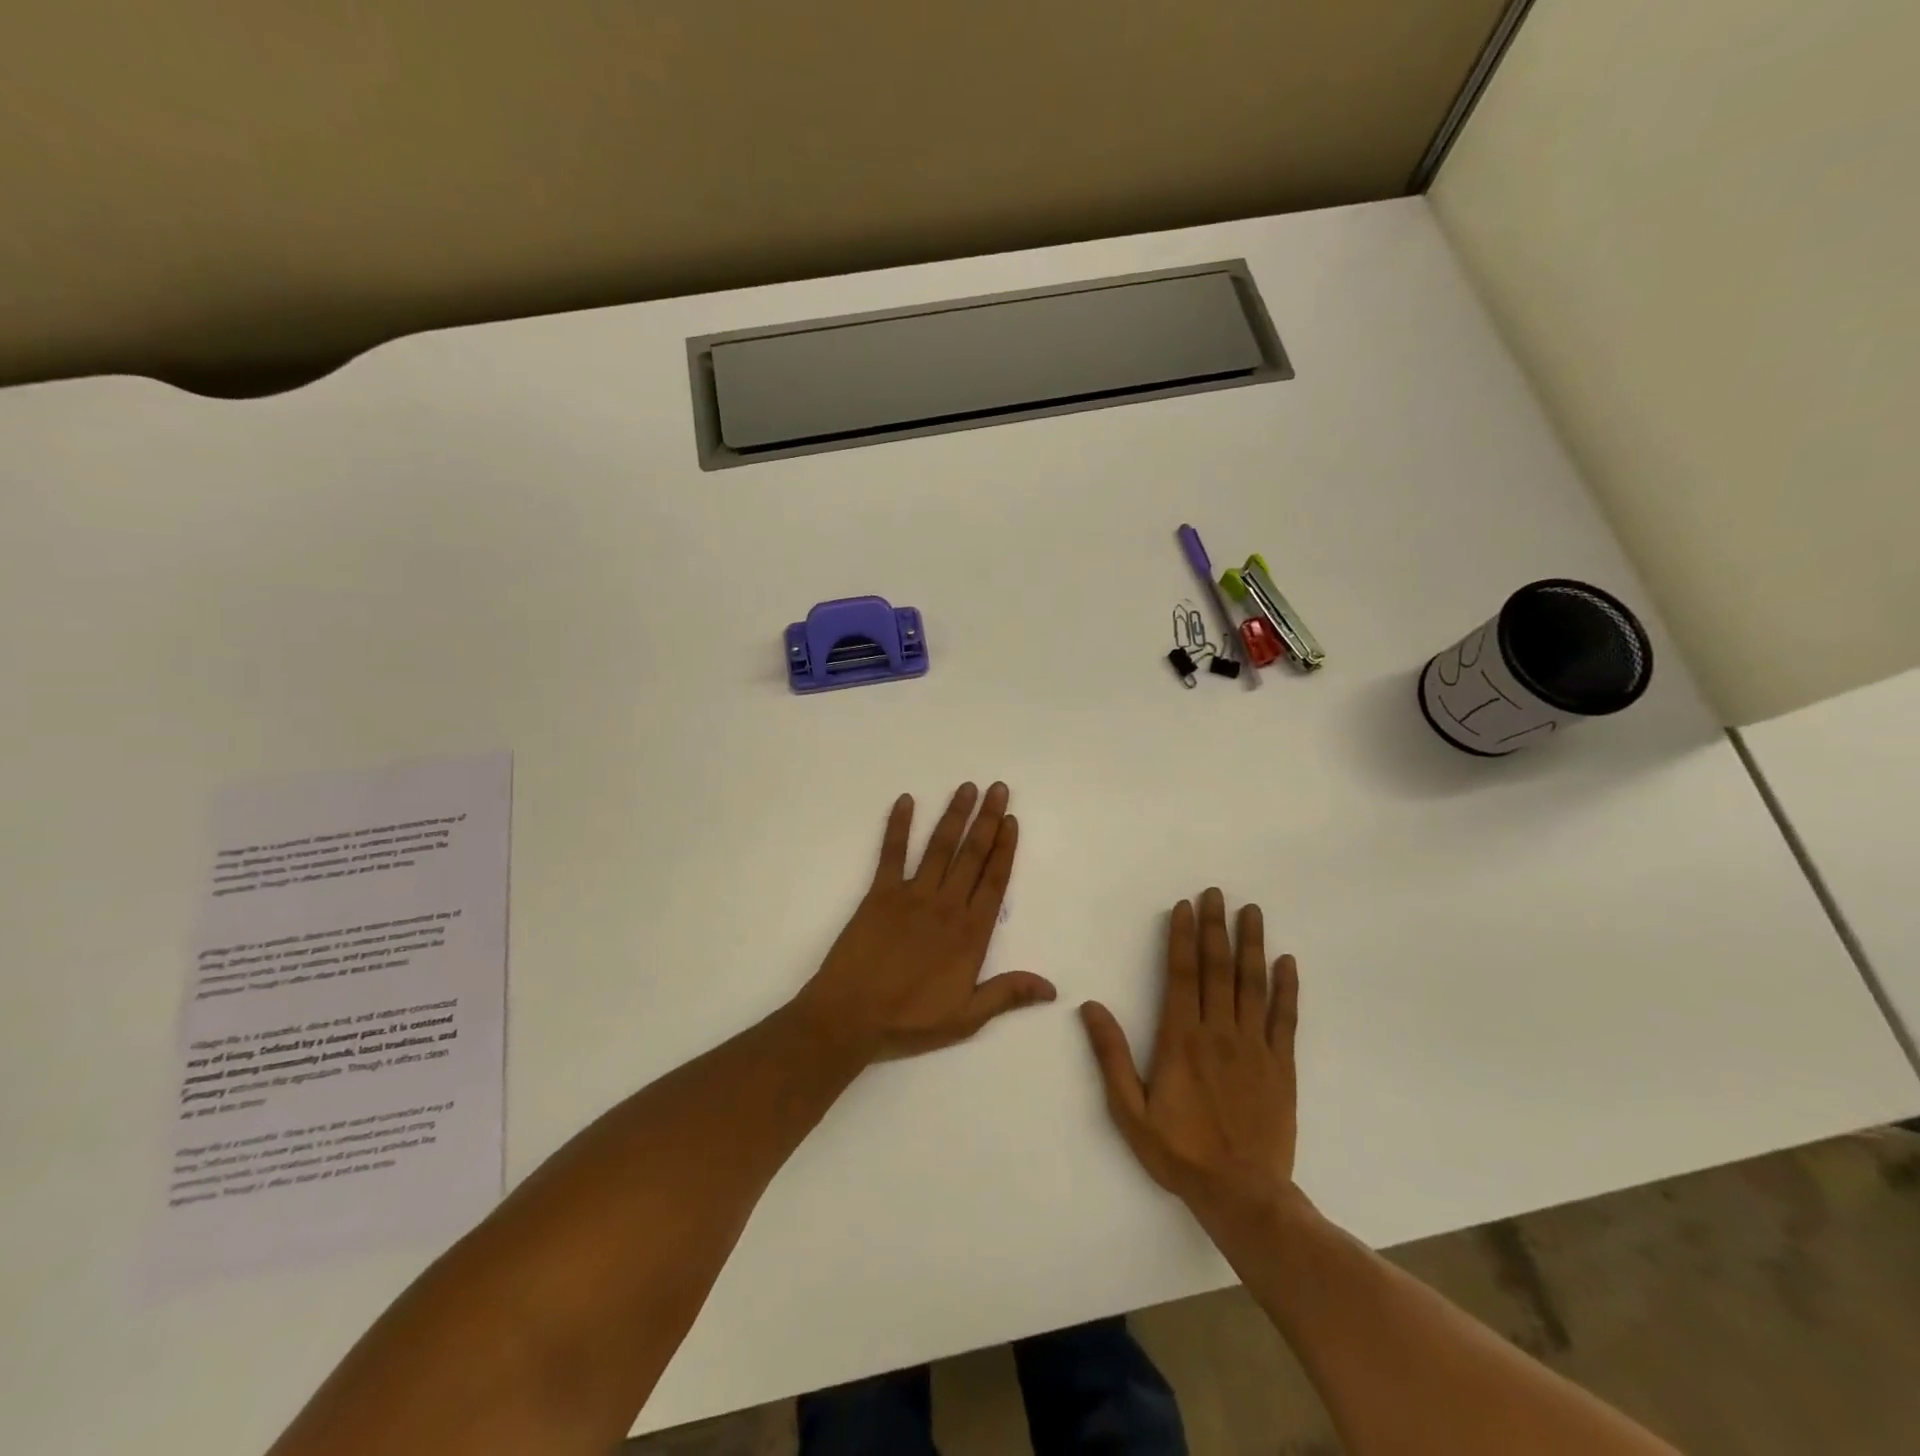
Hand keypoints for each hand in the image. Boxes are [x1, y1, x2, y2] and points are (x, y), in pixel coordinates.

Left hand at [795, 783, 1056, 1065]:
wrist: (851, 1016)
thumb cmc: (910, 1019)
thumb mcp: (966, 1017)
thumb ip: (1007, 994)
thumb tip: (1052, 987)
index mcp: (970, 933)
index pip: (994, 881)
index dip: (1005, 848)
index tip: (1012, 820)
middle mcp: (946, 905)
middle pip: (972, 855)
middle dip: (987, 820)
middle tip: (998, 788)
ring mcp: (912, 895)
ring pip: (939, 847)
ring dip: (954, 815)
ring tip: (967, 788)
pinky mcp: (879, 893)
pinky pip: (891, 853)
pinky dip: (898, 825)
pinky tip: (906, 801)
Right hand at [1080, 888, 1299, 1226]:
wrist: (1243, 1196)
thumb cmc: (1180, 1152)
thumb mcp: (1130, 1111)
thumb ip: (1112, 1056)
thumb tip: (1091, 1007)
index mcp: (1180, 1038)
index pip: (1180, 973)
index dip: (1181, 937)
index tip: (1185, 906)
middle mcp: (1218, 1031)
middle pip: (1216, 968)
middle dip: (1215, 927)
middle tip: (1217, 893)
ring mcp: (1253, 1046)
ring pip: (1252, 984)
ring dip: (1251, 944)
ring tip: (1251, 912)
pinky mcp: (1280, 1066)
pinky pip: (1284, 1018)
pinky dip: (1286, 988)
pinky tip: (1287, 962)